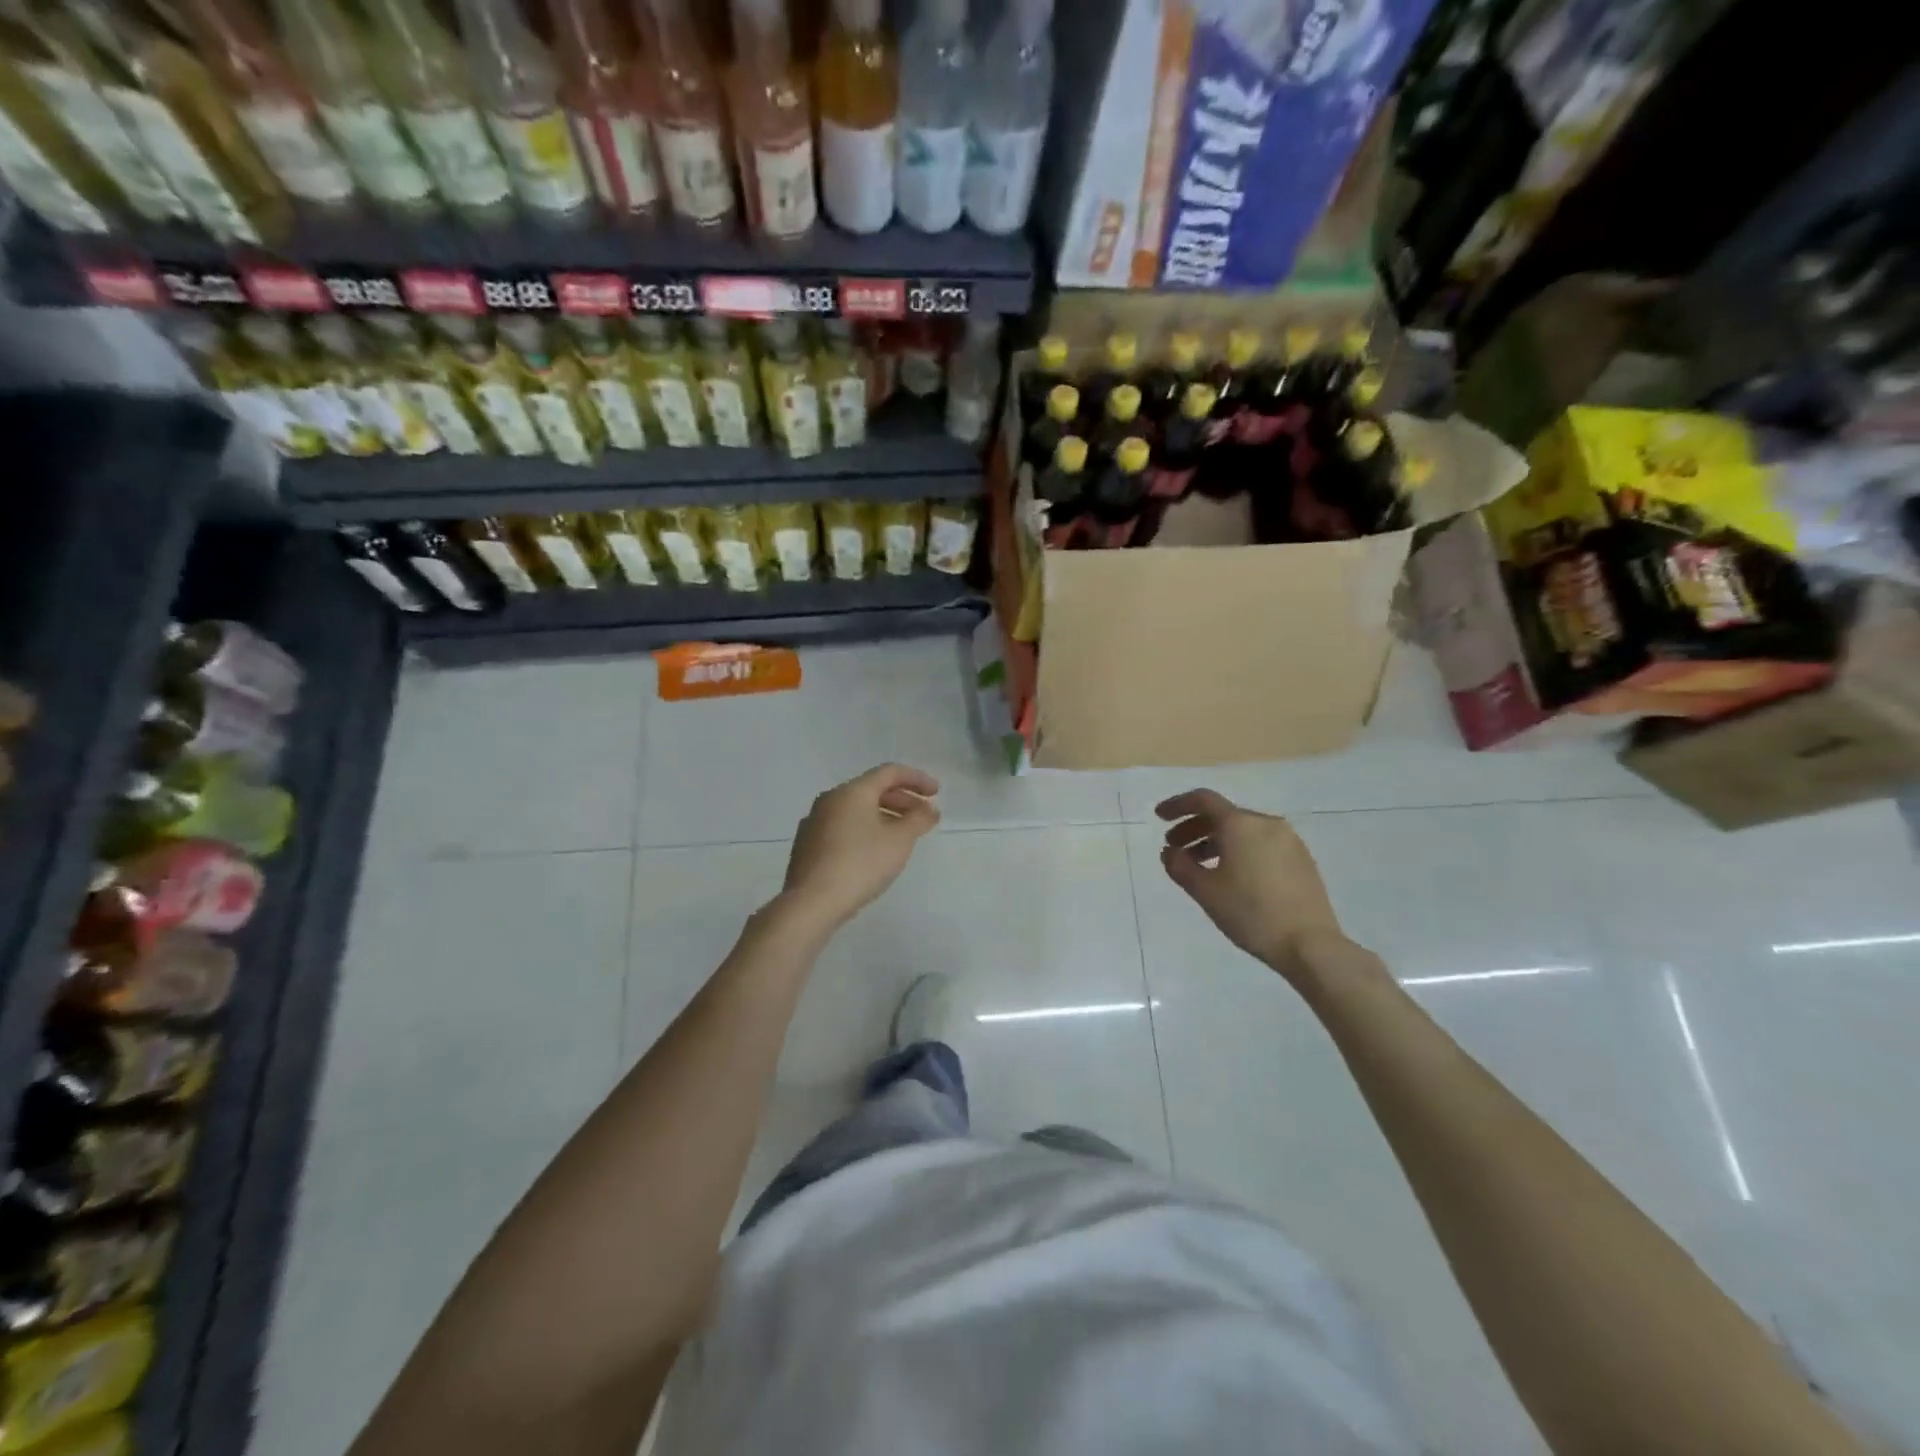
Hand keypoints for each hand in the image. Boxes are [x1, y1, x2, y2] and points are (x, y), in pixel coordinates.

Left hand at [778, 764, 940, 931]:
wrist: (812, 902)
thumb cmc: (861, 863)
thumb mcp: (900, 840)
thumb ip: (919, 819)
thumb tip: (930, 808)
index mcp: (852, 791)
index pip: (889, 772)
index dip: (916, 779)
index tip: (936, 793)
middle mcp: (830, 799)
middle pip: (871, 789)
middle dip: (901, 799)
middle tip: (922, 816)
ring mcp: (814, 822)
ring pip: (856, 810)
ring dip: (883, 816)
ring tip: (902, 836)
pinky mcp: (807, 845)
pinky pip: (842, 826)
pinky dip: (864, 830)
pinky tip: (873, 852)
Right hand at [1156, 789, 1348, 982]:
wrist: (1310, 944)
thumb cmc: (1250, 913)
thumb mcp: (1205, 891)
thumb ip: (1179, 866)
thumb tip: (1169, 852)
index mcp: (1241, 824)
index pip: (1203, 800)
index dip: (1177, 805)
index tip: (1159, 817)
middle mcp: (1266, 823)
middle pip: (1223, 815)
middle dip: (1194, 828)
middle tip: (1174, 848)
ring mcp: (1288, 840)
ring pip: (1243, 831)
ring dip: (1215, 841)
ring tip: (1199, 866)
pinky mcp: (1301, 859)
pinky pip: (1261, 844)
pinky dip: (1238, 850)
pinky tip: (1230, 875)